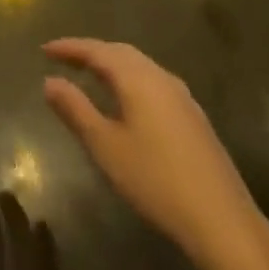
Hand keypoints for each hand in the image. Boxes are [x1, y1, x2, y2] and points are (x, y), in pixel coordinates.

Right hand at [43, 39, 268, 269]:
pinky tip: (127, 100)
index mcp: (137, 79)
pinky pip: (153, 82)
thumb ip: (76, 110)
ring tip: (91, 74)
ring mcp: (182, 97)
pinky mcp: (194, 118)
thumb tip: (50, 81)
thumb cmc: (156, 181)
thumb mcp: (106, 147)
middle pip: (120, 52)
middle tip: (65, 58)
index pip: (97, 51)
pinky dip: (131, 79)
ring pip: (140, 66)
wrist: (223, 222)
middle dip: (91, 51)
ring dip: (113, 64)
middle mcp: (161, 78)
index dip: (70, 48)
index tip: (45, 50)